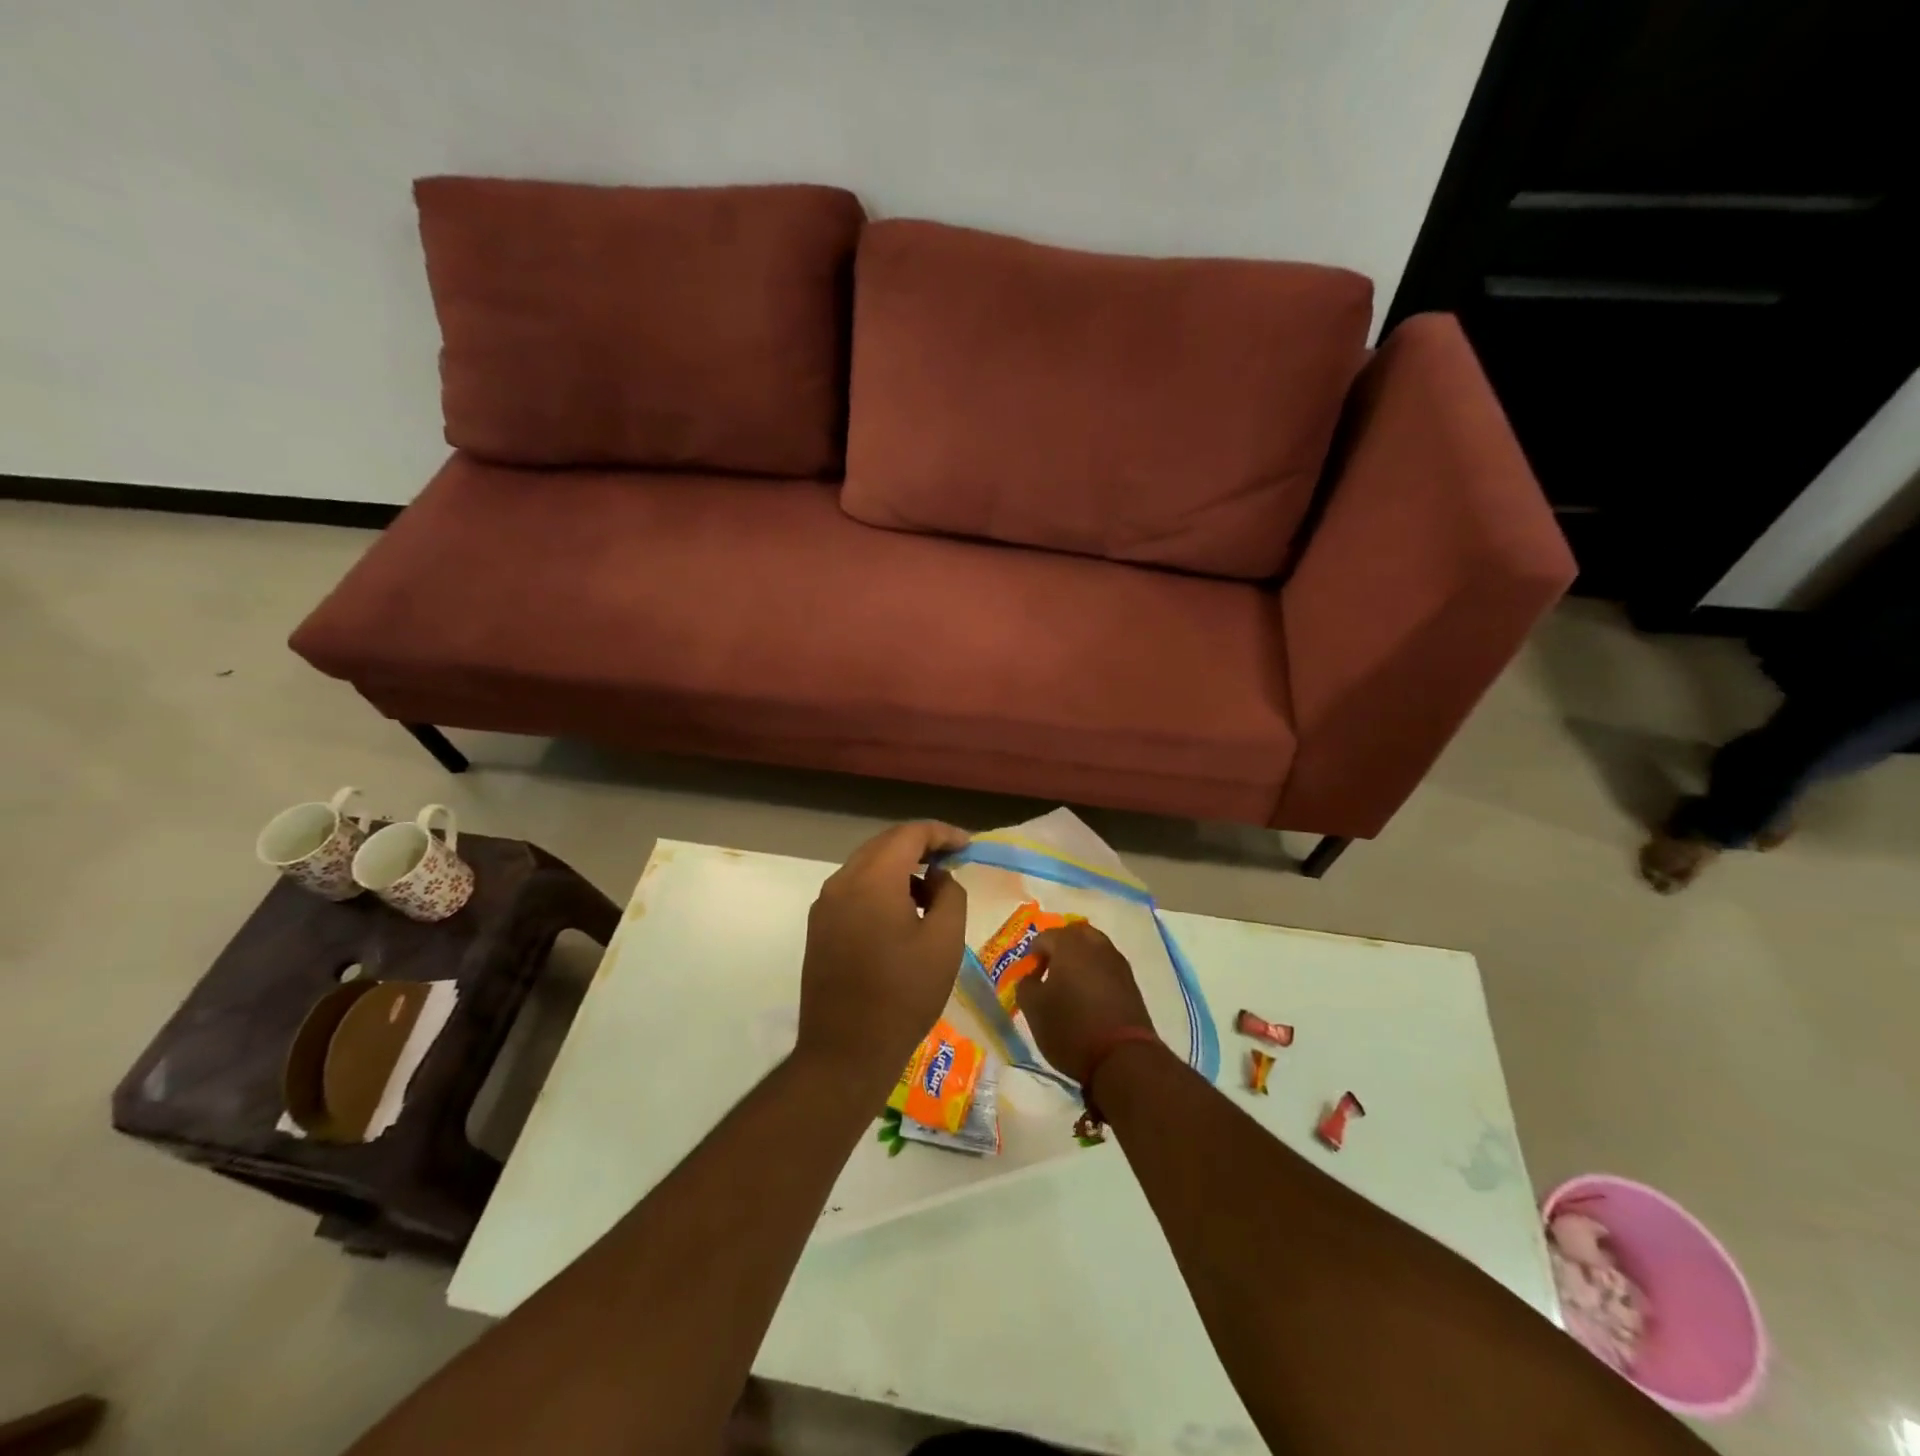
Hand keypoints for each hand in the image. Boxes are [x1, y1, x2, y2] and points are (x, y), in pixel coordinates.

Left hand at [795, 821, 969, 1095]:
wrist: (846, 1051)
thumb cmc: (904, 994)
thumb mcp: (945, 942)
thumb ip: (949, 895)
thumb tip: (938, 877)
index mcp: (872, 879)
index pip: (908, 834)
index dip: (941, 833)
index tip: (967, 845)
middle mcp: (842, 882)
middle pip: (884, 845)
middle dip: (920, 846)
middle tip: (952, 860)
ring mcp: (825, 905)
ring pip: (867, 867)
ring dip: (900, 869)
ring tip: (932, 893)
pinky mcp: (819, 928)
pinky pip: (854, 890)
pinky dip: (881, 888)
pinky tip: (903, 914)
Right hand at [1015, 922, 1156, 1083]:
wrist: (1123, 1057)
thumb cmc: (1071, 1028)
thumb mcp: (1033, 1009)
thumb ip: (1026, 985)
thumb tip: (1031, 977)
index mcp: (1069, 944)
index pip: (1044, 937)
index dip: (1032, 955)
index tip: (1028, 977)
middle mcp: (1096, 944)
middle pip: (1074, 934)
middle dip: (1059, 947)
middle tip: (1048, 971)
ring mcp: (1117, 962)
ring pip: (1094, 948)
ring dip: (1079, 959)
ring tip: (1069, 984)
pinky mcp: (1131, 982)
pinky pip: (1107, 966)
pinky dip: (1095, 973)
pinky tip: (1088, 995)